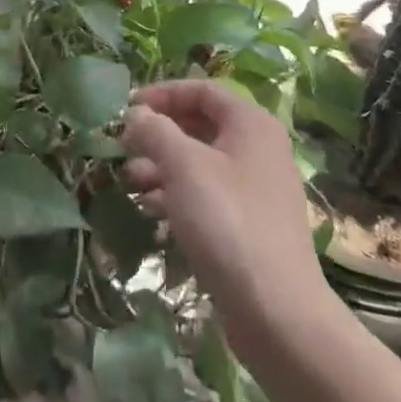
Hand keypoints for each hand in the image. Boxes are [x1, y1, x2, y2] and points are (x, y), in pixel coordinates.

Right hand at [121, 80, 331, 351]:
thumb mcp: (184, 167)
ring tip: (129, 181)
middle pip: (201, 124)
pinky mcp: (250, 223)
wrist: (277, 311)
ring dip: (163, 166)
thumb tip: (135, 114)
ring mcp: (256, 188)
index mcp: (250, 123)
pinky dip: (178, 194)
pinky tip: (150, 208)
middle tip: (123, 147)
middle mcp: (258, 148)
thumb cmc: (228, 221)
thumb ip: (155, 131)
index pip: (202, 90)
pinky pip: (208, 194)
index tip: (127, 108)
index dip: (162, 93)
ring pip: (201, 162)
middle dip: (159, 133)